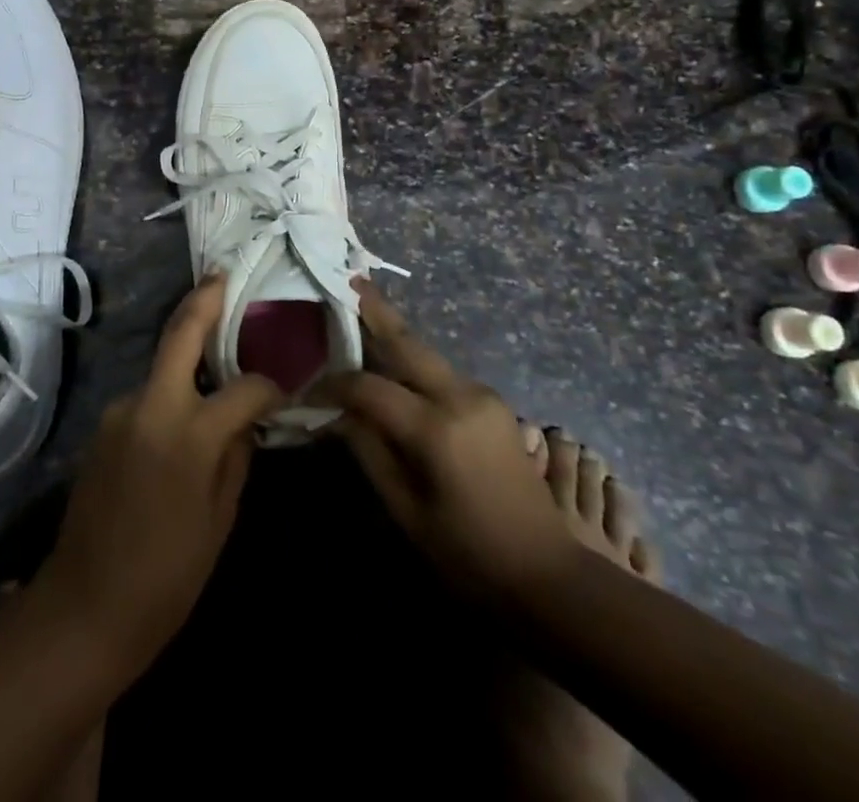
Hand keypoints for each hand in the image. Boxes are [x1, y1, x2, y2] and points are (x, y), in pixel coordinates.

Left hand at [39, 274, 283, 675]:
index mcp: (187, 433)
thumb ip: (235, 457)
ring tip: (220, 355)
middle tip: (224, 276)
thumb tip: (246, 422)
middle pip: (180, 333)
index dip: (269, 384)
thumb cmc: (166, 577)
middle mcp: (149, 406)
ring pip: (163, 366)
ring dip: (189, 356)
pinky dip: (171, 391)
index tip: (286, 385)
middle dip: (204, 299)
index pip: (243, 388)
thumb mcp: (218, 521)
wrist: (83, 608)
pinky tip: (187, 410)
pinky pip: (148, 397)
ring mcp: (120, 411)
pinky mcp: (105, 425)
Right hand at [316, 281, 575, 607]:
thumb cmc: (469, 557)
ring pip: (428, 356)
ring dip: (396, 339)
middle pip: (409, 343)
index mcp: (437, 429)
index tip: (309, 390)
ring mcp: (484, 397)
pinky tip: (397, 369)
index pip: (370, 388)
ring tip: (363, 316)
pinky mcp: (495, 406)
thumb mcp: (408, 513)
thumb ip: (370, 453)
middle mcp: (462, 397)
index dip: (335, 385)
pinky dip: (415, 367)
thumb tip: (338, 414)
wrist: (550, 578)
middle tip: (350, 280)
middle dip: (377, 311)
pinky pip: (444, 375)